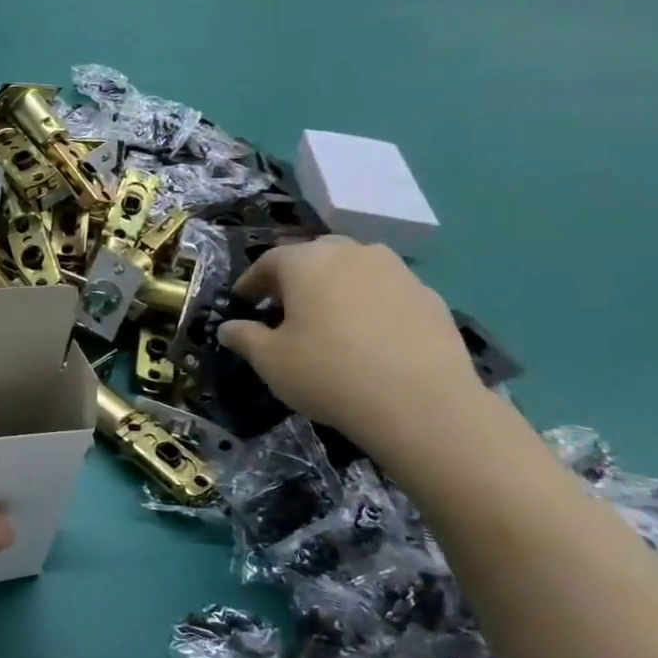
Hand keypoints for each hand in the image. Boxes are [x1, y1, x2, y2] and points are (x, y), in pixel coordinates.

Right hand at [217, 237, 485, 447]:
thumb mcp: (269, 361)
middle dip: (296, 278)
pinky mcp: (430, 296)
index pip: (269, 261)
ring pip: (355, 269)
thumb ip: (243, 337)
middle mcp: (352, 253)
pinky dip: (371, 304)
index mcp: (307, 262)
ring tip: (330, 319)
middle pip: (315, 256)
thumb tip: (227, 328)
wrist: (421, 404)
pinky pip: (387, 291)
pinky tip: (369, 337)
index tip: (243, 303)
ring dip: (336, 286)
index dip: (252, 282)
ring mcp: (397, 271)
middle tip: (285, 308)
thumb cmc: (328, 373)